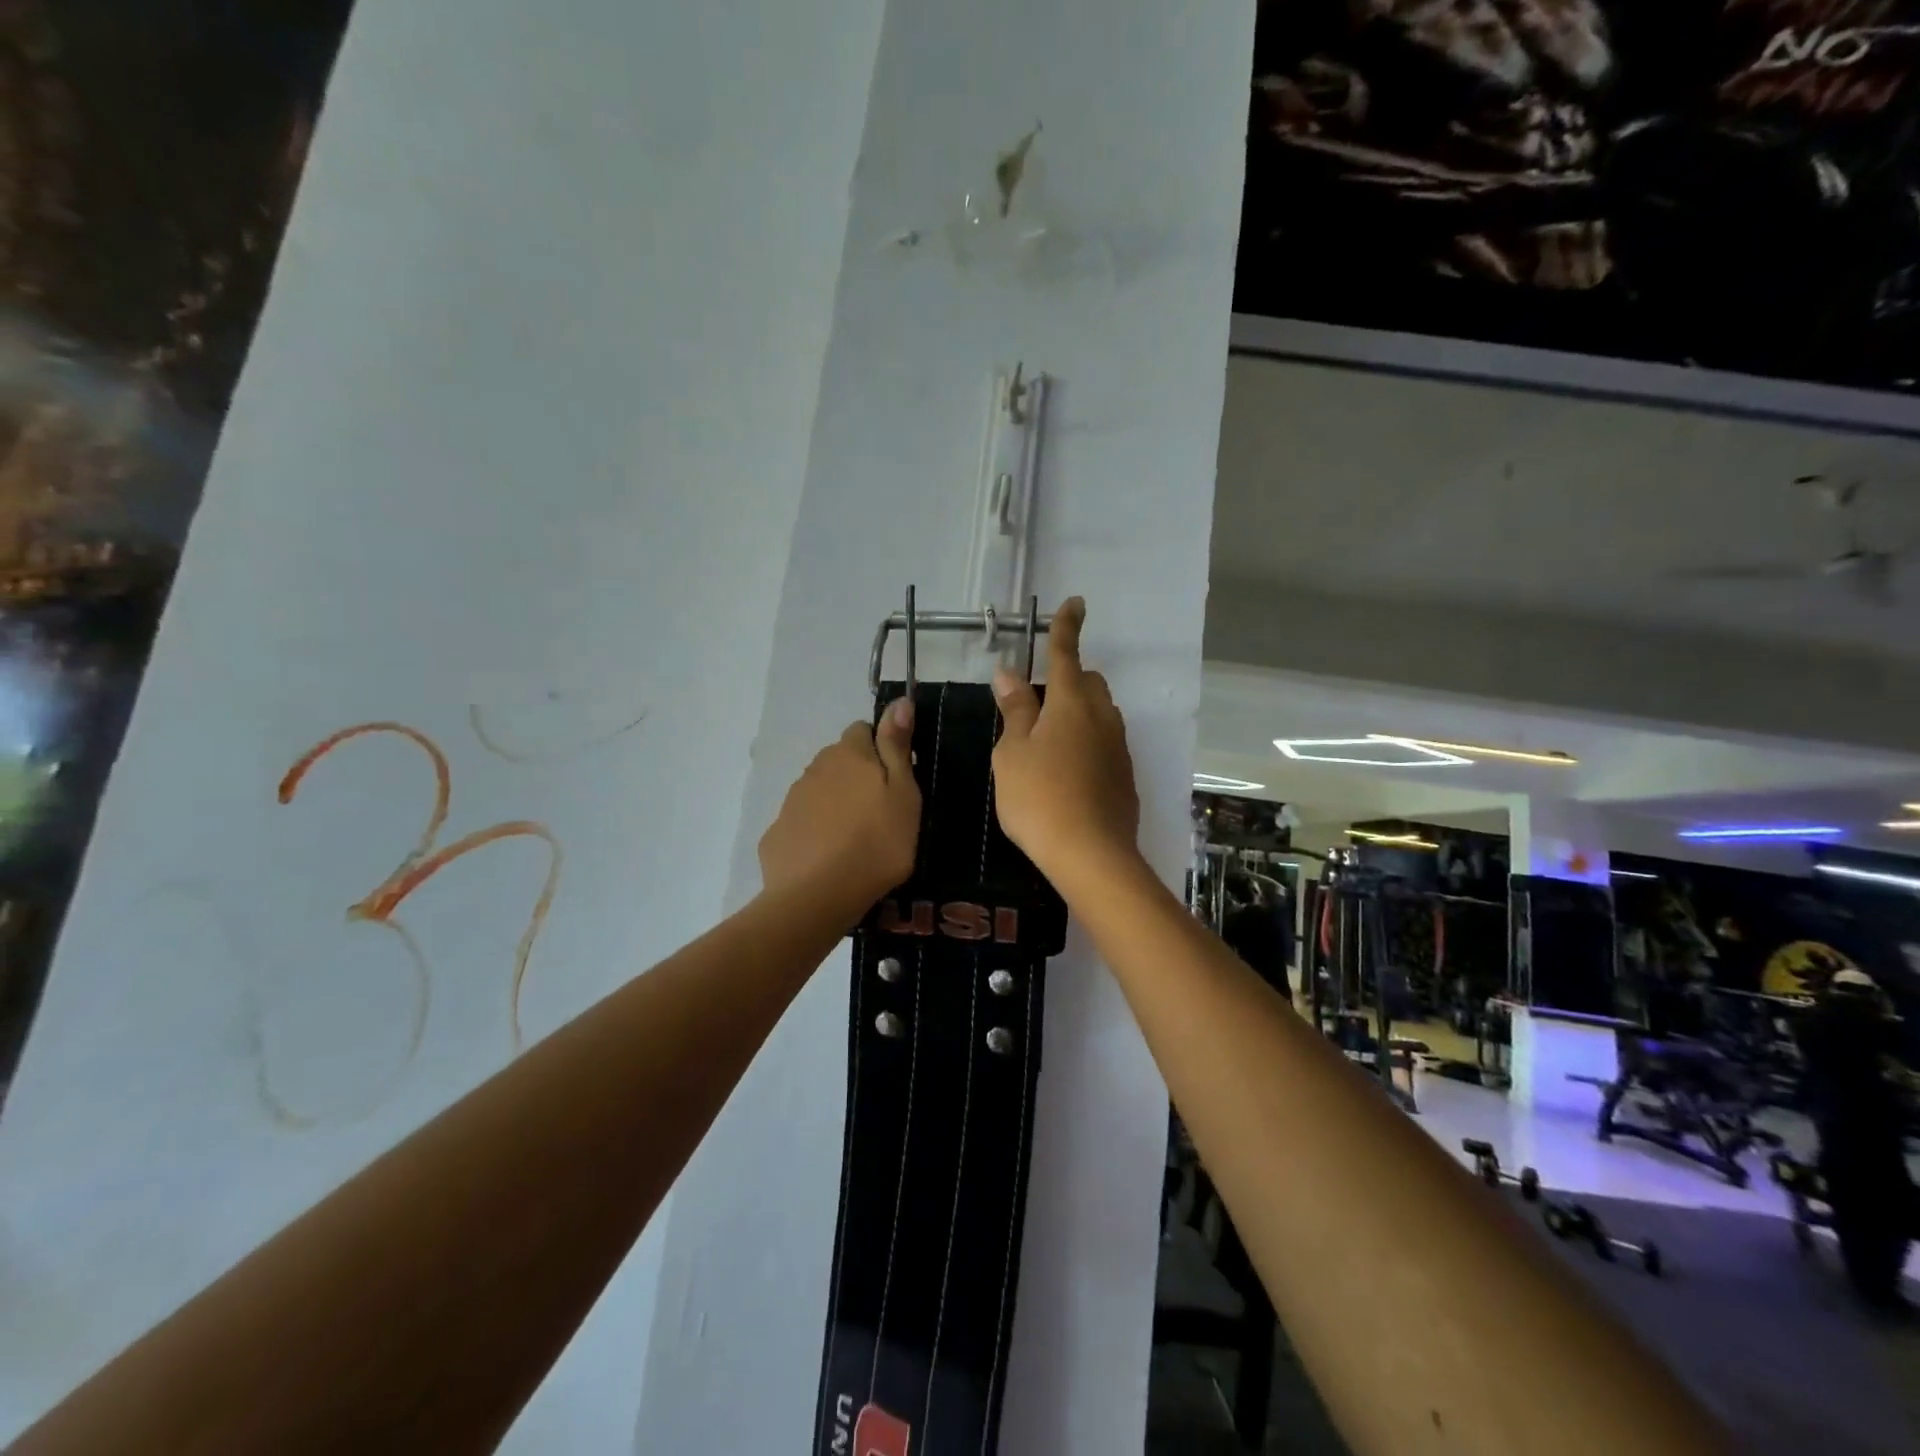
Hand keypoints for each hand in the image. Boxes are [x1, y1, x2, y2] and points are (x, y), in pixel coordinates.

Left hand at [759, 699, 920, 923]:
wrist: (817, 896)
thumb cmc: (877, 842)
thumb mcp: (904, 793)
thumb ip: (897, 745)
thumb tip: (899, 701)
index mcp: (849, 754)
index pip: (863, 730)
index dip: (880, 750)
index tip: (895, 780)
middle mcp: (816, 767)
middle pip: (839, 760)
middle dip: (856, 776)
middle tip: (879, 812)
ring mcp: (792, 800)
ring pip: (819, 790)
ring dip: (835, 803)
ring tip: (854, 839)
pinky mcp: (777, 832)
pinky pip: (802, 822)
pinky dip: (815, 831)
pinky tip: (827, 858)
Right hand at [991, 598, 1140, 886]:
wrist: (1091, 854)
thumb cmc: (1039, 798)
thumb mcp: (1013, 753)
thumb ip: (1015, 710)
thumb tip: (1009, 673)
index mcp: (1071, 703)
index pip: (1067, 653)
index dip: (1066, 627)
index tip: (1075, 603)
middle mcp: (1102, 717)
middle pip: (1089, 682)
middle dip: (1069, 680)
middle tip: (1037, 704)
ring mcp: (1118, 747)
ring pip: (1100, 714)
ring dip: (1078, 713)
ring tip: (1048, 743)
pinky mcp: (1125, 775)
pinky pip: (1105, 743)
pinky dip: (1087, 742)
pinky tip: (1067, 773)